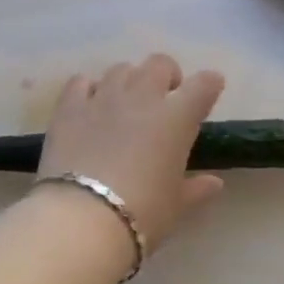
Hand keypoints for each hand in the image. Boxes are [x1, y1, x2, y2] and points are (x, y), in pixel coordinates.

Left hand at [37, 55, 225, 254]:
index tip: (209, 91)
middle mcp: (142, 97)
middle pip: (159, 64)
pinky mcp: (69, 107)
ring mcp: (103, 97)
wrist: (82, 219)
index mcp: (177, 118)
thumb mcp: (176, 206)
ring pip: (121, 69)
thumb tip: (214, 183)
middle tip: (164, 97)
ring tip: (125, 103)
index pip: (204, 84)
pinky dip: (88, 89)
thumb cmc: (142, 214)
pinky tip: (89, 106)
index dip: (209, 84)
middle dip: (166, 75)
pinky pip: (81, 82)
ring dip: (129, 81)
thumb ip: (196, 189)